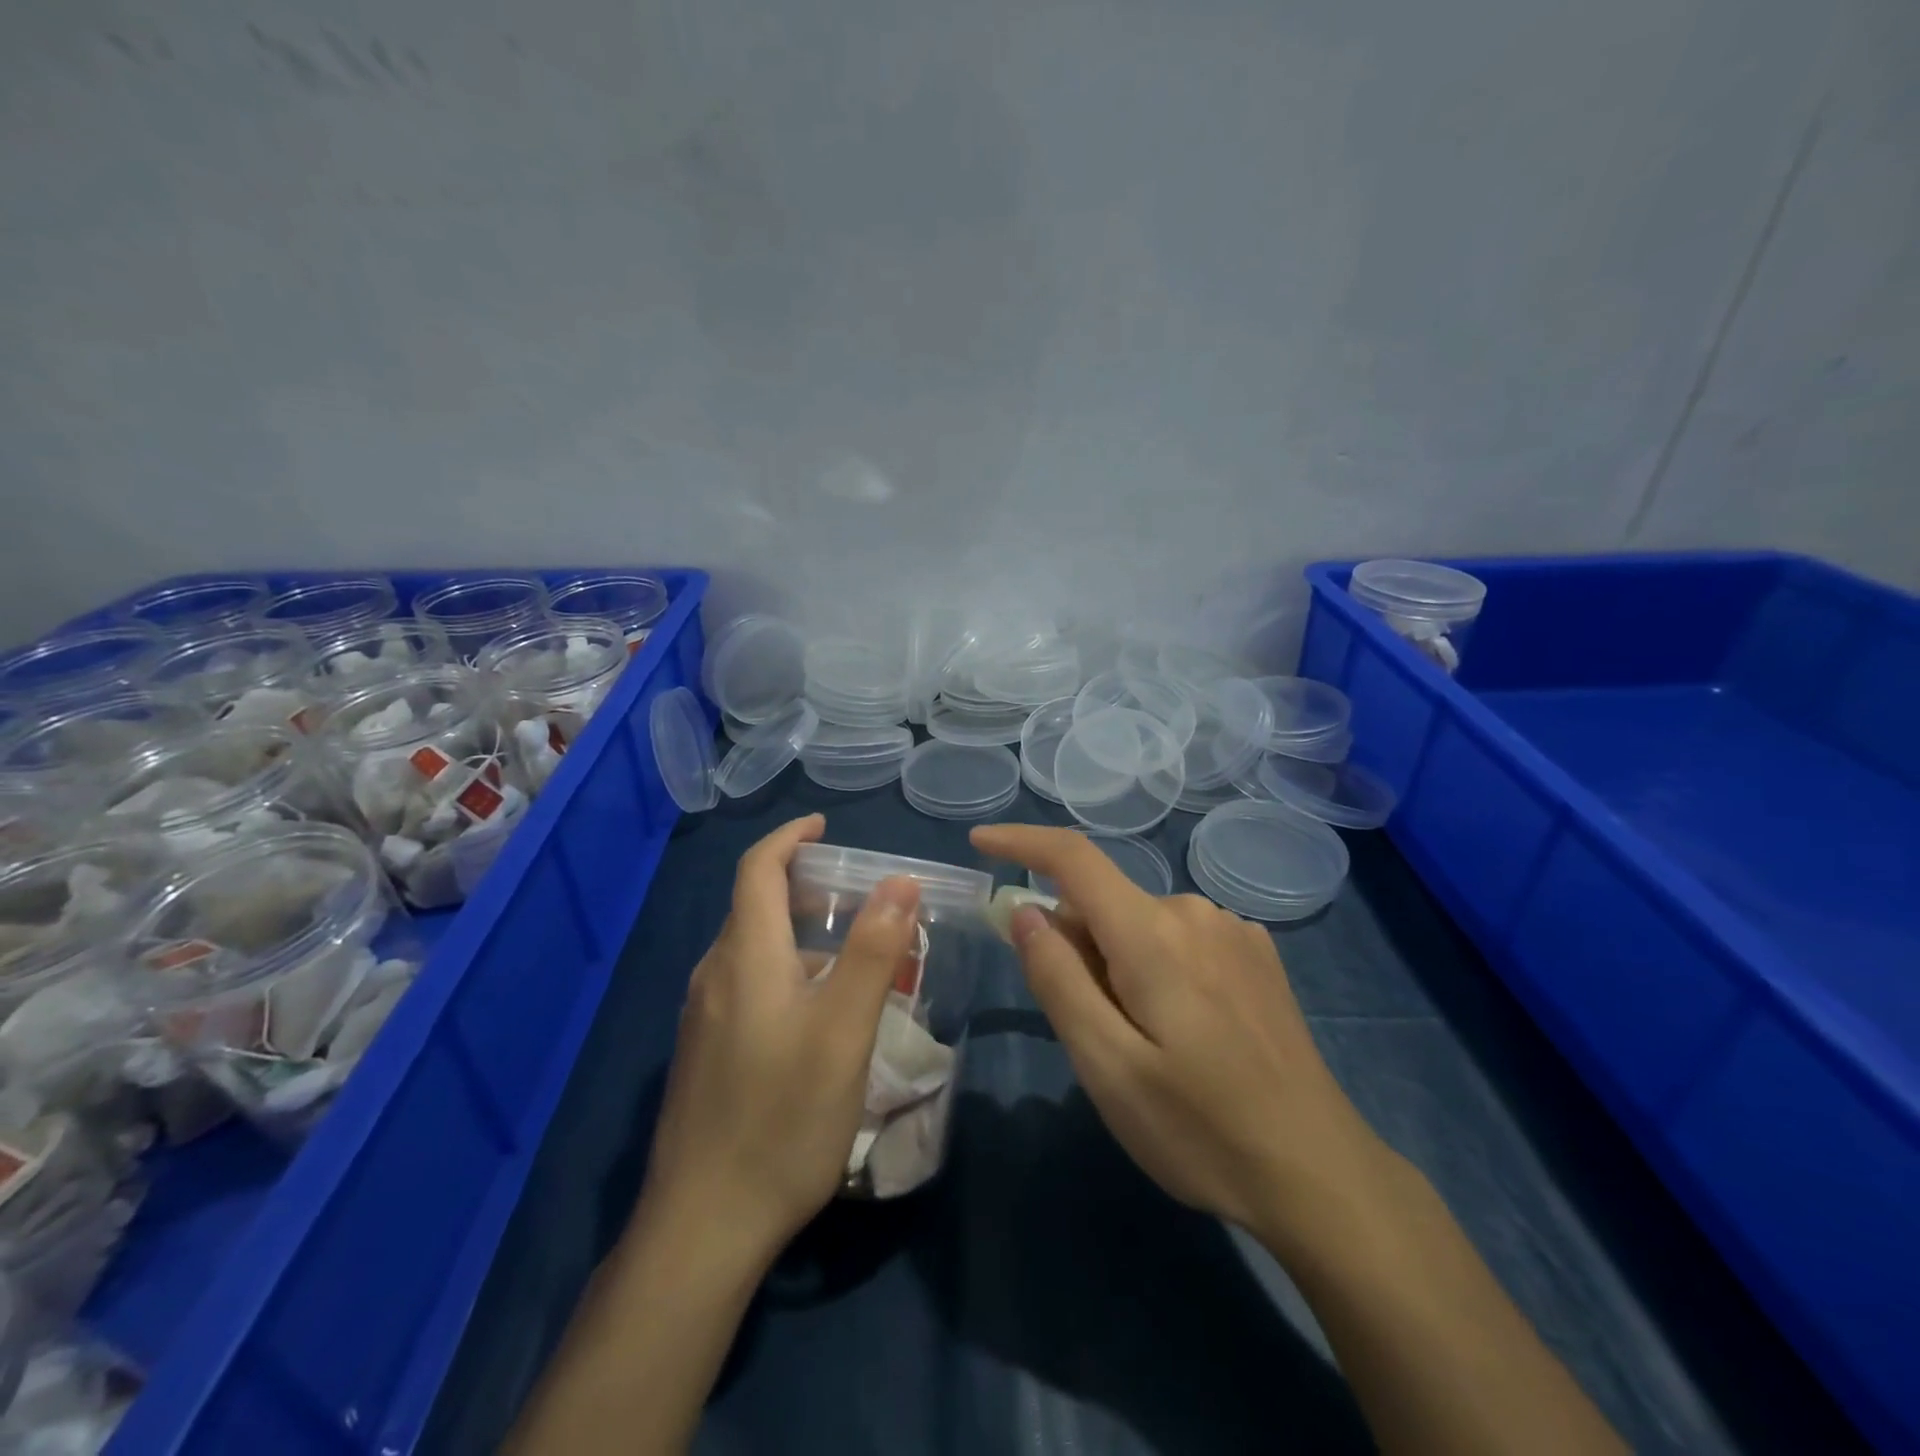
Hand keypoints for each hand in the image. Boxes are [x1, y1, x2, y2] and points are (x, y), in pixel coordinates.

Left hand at [641, 814, 922, 1264]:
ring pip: (753, 951)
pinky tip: (818, 1016)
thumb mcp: (843, 1031)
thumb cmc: (781, 1118)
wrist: (701, 1227)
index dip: (789, 837)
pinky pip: (747, 987)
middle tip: (859, 897)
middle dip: (804, 886)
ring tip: (852, 957)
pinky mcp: (705, 1054)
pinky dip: (785, 973)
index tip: (824, 824)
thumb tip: (900, 881)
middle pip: (754, 907)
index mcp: (744, 957)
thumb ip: (871, 951)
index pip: (757, 869)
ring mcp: (703, 1018)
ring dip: (798, 935)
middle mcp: (715, 976)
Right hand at [970, 823, 1382, 1242]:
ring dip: (1118, 962)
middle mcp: (1193, 911)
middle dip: (1077, 947)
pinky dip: (1157, 965)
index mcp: (1152, 933)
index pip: (1074, 858)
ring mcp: (1233, 929)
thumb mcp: (1107, 1066)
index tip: (980, 842)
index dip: (1022, 842)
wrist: (1318, 1173)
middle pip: (1104, 903)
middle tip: (1094, 1032)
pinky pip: (1179, 937)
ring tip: (1147, 1044)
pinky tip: (1188, 1033)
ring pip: (1140, 923)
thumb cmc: (1199, 1129)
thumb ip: (1059, 979)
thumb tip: (1025, 911)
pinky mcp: (1256, 952)